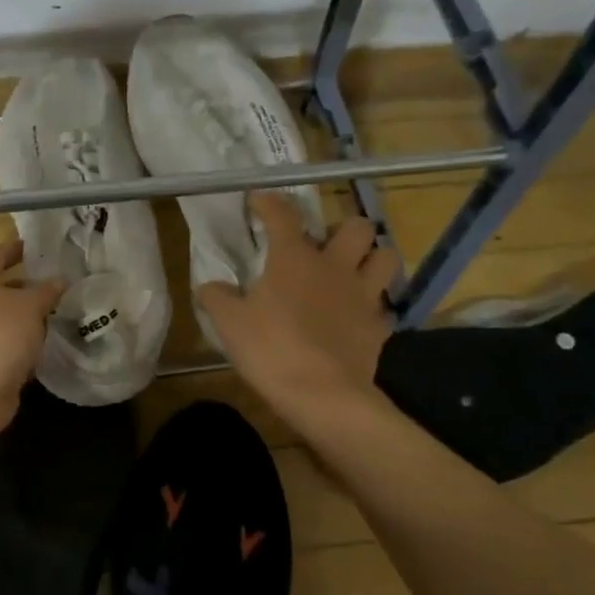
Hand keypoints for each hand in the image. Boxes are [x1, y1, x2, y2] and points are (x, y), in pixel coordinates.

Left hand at [0, 238, 64, 443]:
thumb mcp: (29, 307)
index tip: (37, 249)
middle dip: (28, 288)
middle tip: (60, 286)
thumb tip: (60, 280)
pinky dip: (26, 346)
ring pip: (7, 321)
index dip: (14, 249)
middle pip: (1, 290)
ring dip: (29, 319)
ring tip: (62, 315)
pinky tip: (50, 347)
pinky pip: (9, 348)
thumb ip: (46, 292)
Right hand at [197, 193, 396, 415]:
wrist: (321, 394)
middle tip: (325, 247)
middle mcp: (335, 267)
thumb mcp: (229, 323)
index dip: (270, 202)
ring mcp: (363, 296)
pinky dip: (371, 308)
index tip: (260, 200)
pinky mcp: (378, 327)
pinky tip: (355, 318)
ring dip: (371, 259)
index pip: (283, 215)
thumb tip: (209, 286)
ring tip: (352, 272)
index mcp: (294, 259)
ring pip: (386, 258)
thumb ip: (217, 298)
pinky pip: (383, 307)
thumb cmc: (270, 350)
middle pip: (357, 227)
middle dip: (343, 229)